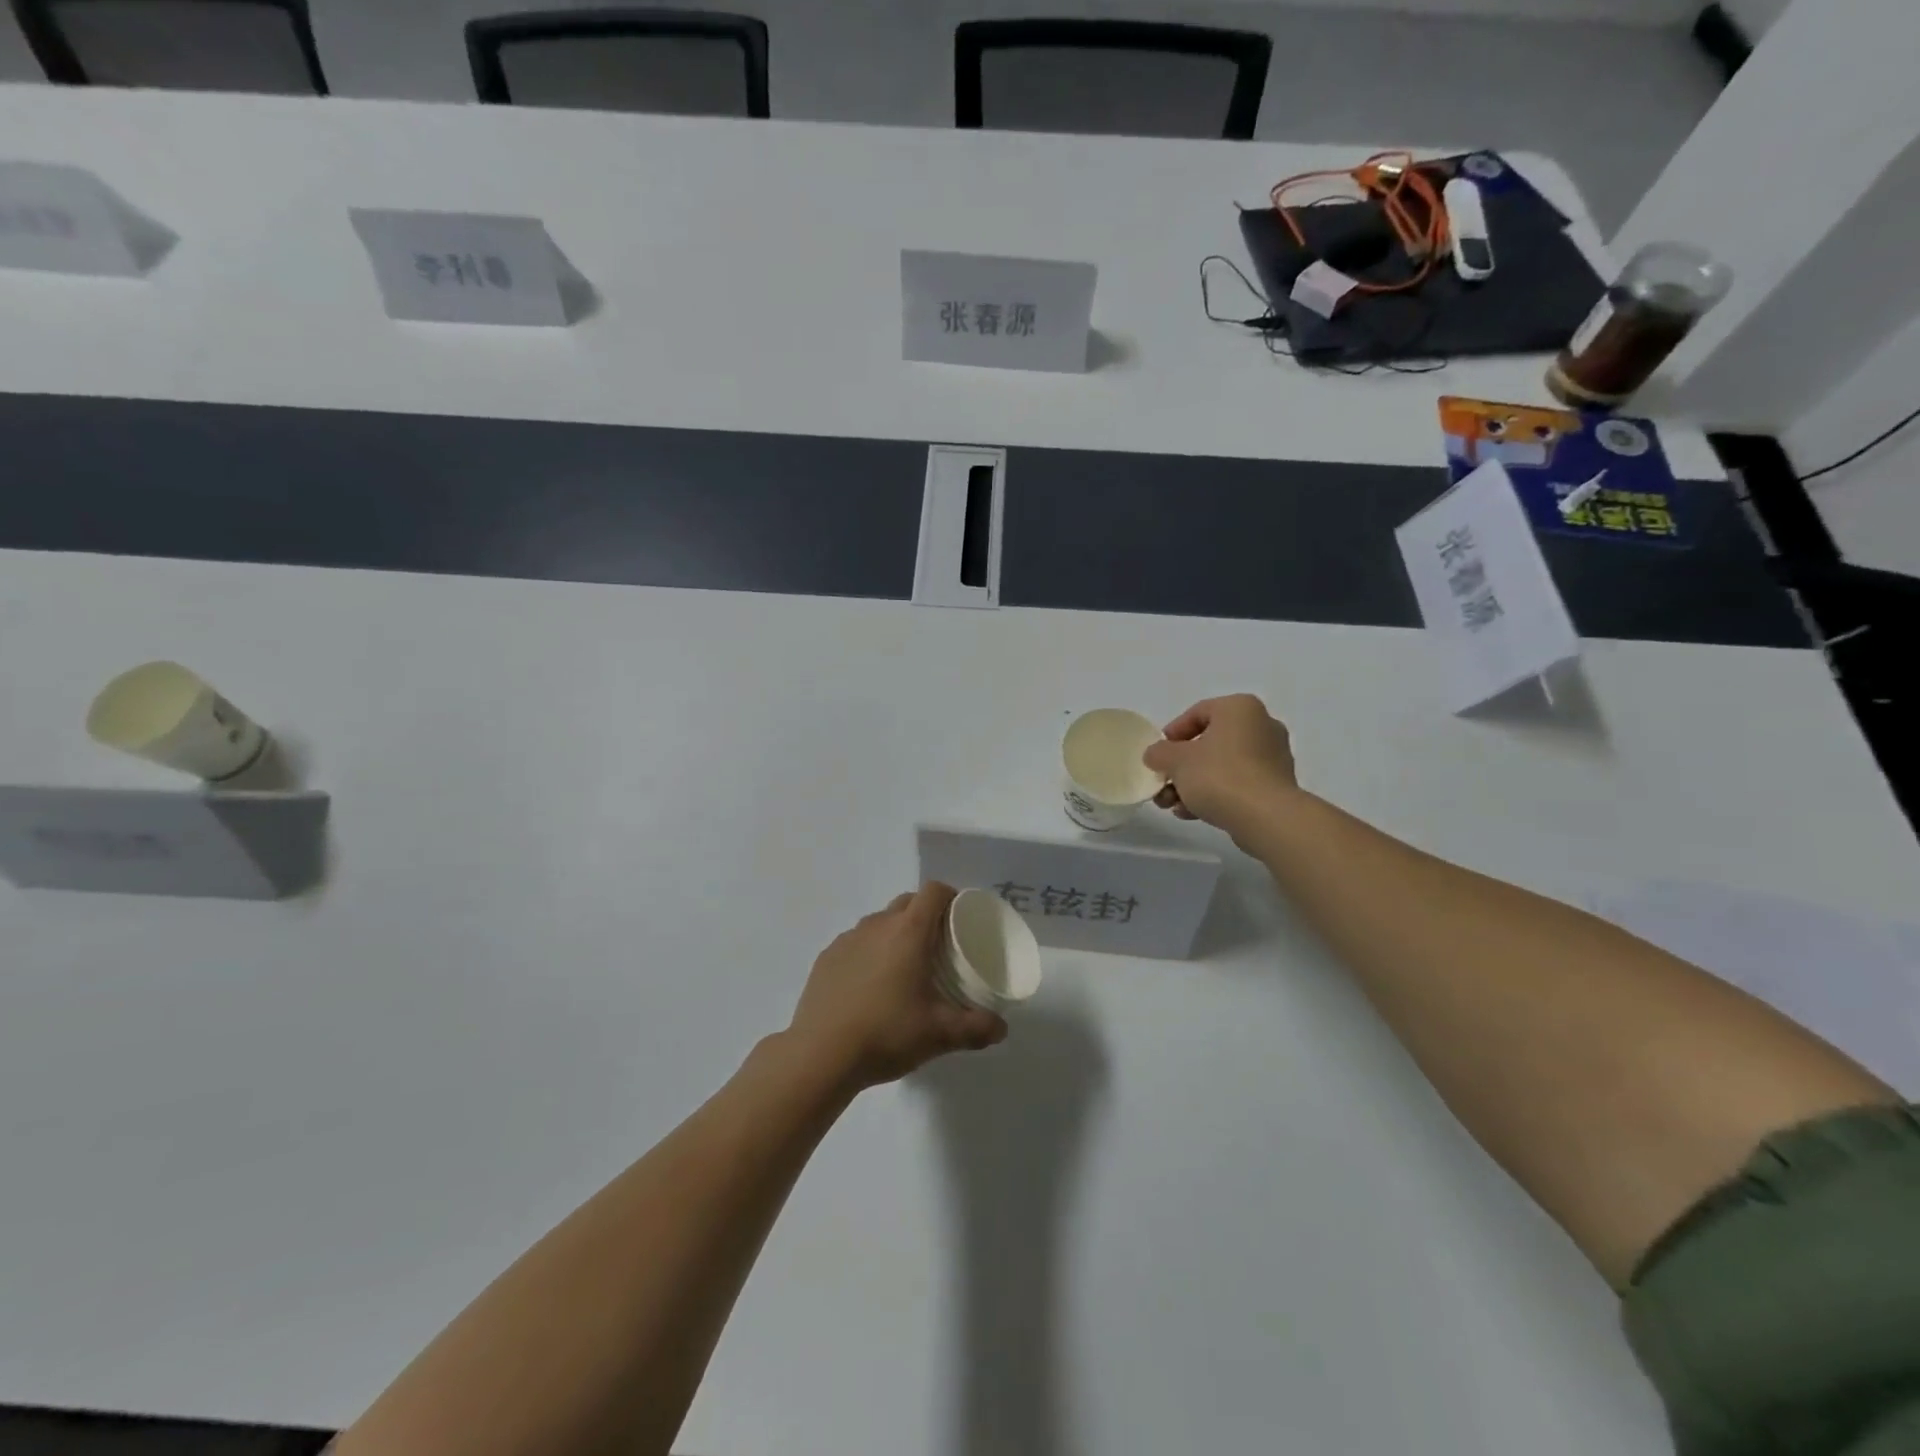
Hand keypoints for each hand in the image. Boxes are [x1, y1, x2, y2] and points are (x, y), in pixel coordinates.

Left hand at [789, 883, 1006, 1092]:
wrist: (820, 1054)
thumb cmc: (886, 1033)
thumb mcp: (939, 1034)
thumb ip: (976, 1028)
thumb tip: (1002, 1028)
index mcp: (908, 931)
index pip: (933, 891)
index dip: (951, 896)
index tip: (962, 916)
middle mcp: (877, 925)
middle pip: (907, 902)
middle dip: (926, 914)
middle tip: (939, 946)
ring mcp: (847, 939)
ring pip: (879, 922)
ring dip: (896, 933)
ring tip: (905, 967)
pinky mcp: (826, 958)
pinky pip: (856, 943)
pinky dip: (869, 952)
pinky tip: (871, 985)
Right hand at [1143, 694, 1298, 842]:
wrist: (1265, 817)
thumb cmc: (1219, 776)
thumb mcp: (1175, 760)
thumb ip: (1159, 753)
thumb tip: (1156, 755)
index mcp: (1240, 708)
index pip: (1198, 712)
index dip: (1172, 733)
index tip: (1158, 754)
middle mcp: (1262, 726)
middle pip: (1209, 742)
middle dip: (1181, 766)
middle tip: (1163, 783)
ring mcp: (1273, 757)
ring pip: (1222, 766)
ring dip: (1193, 784)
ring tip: (1172, 805)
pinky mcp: (1276, 786)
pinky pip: (1238, 784)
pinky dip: (1214, 794)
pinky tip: (1192, 813)